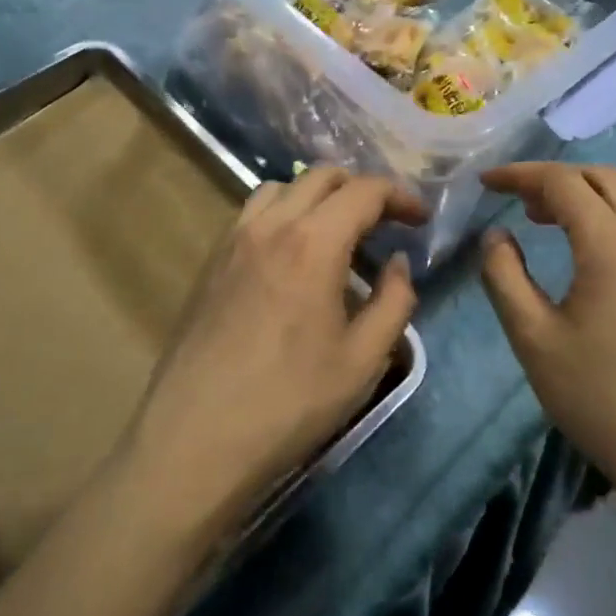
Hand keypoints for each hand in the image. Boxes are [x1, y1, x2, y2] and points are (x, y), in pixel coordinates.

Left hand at [123, 167, 423, 537]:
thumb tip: (397, 264)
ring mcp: (233, 240)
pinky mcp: (211, 261)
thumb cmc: (289, 403)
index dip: (400, 196)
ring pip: (282, 187)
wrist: (196, 439)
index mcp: (313, 242)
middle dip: (361, 188)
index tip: (420, 219)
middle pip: (322, 175)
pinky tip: (292, 258)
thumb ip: (393, 302)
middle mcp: (271, 225)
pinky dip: (284, 214)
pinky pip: (253, 214)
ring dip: (318, 196)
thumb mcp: (363, 360)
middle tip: (384, 224)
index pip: (364, 190)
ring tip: (336, 235)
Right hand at [478, 164, 615, 494]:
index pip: (563, 183)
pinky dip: (603, 220)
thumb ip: (504, 276)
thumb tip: (496, 236)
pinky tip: (581, 255)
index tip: (486, 182)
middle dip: (554, 177)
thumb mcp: (533, 338)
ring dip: (581, 197)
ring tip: (541, 220)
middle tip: (515, 199)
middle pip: (603, 178)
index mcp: (612, 247)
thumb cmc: (599, 397)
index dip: (520, 174)